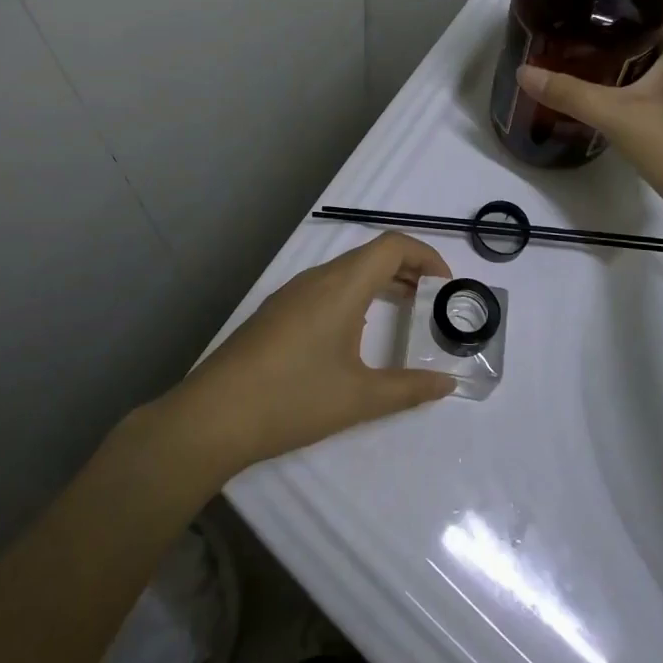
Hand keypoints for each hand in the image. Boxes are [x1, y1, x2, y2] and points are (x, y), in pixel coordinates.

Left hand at [153, 233, 457, 477]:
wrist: (214, 416)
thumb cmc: (293, 399)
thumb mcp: (359, 398)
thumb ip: (408, 388)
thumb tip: (448, 384)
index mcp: (341, 286)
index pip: (392, 246)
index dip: (425, 256)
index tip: (446, 285)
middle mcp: (317, 278)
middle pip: (370, 255)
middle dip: (407, 270)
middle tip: (433, 300)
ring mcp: (292, 293)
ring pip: (346, 271)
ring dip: (379, 282)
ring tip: (403, 312)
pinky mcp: (276, 312)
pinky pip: (325, 288)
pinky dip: (354, 295)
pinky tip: (356, 332)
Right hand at [516, 0, 662, 236]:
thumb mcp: (621, 118)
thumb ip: (572, 94)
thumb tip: (525, 71)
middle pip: (659, 19)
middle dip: (620, 8)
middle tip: (576, 7)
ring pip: (653, 51)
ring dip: (621, 42)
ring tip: (576, 39)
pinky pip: (649, 79)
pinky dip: (623, 72)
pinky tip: (595, 83)